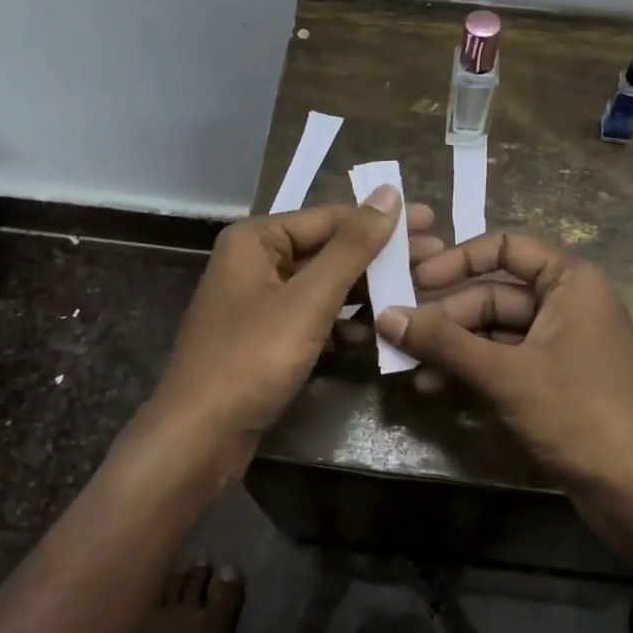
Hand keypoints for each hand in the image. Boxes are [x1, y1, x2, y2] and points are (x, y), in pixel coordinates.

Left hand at [151, 191, 440, 457]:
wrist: (198, 438)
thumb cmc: (251, 358)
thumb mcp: (308, 299)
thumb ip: (352, 247)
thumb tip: (390, 193)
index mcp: (256, 240)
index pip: (331, 217)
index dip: (383, 219)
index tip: (434, 222)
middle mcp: (255, 263)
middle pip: (329, 251)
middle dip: (380, 257)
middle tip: (435, 257)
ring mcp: (260, 304)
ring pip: (324, 288)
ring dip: (367, 292)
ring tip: (417, 293)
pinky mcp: (267, 340)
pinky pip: (314, 320)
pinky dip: (344, 325)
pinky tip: (379, 334)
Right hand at [376, 231, 632, 494]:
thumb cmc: (579, 413)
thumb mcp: (506, 374)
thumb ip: (444, 342)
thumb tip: (385, 315)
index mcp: (570, 282)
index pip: (504, 247)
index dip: (456, 260)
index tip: (414, 280)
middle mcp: (567, 304)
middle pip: (492, 295)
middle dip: (445, 319)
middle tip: (396, 337)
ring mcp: (561, 344)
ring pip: (493, 333)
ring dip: (452, 349)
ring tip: (406, 369)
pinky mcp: (554, 381)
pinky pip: (504, 362)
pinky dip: (471, 371)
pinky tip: (434, 389)